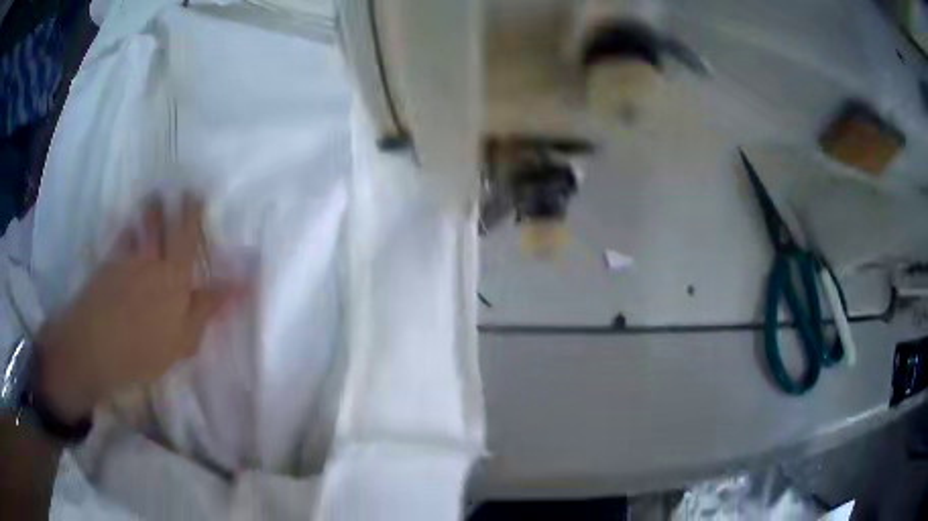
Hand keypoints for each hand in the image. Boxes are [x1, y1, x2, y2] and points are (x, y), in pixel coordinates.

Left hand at [35, 195, 240, 421]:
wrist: (95, 347)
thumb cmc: (145, 348)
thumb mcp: (184, 338)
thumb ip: (208, 308)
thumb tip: (242, 285)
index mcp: (173, 274)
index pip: (187, 234)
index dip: (192, 211)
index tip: (197, 194)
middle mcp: (150, 257)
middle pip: (159, 220)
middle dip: (167, 203)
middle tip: (172, 191)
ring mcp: (125, 259)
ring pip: (138, 226)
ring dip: (145, 213)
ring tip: (151, 203)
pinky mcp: (106, 265)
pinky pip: (120, 240)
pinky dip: (126, 233)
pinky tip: (128, 234)